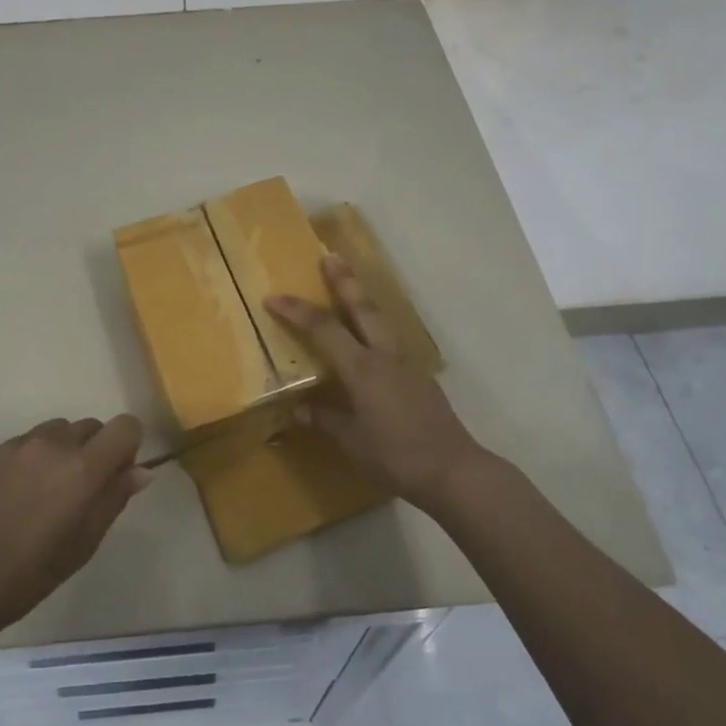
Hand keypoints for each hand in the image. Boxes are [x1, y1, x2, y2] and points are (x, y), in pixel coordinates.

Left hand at [0, 416, 151, 640]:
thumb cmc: (32, 573)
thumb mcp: (85, 542)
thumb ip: (115, 498)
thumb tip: (142, 471)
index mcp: (82, 467)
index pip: (125, 426)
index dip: (128, 446)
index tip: (116, 475)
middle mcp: (53, 444)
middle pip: (91, 426)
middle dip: (95, 450)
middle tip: (81, 491)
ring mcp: (19, 444)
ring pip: (58, 431)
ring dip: (64, 451)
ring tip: (46, 491)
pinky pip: (28, 442)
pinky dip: (34, 458)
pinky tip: (18, 495)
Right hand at [268, 256, 484, 512]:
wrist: (453, 470)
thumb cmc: (396, 456)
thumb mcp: (352, 441)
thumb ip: (325, 420)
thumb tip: (300, 409)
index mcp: (363, 368)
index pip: (324, 329)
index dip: (296, 311)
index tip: (273, 297)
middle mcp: (385, 356)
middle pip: (362, 307)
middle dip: (345, 280)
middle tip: (330, 255)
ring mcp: (406, 364)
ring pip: (381, 319)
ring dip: (362, 298)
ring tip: (349, 285)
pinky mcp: (418, 377)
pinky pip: (391, 339)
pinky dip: (375, 325)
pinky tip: (369, 335)